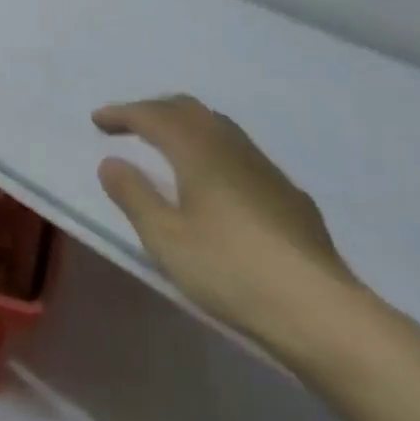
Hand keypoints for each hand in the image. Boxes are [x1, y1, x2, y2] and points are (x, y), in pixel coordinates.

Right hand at [94, 95, 368, 358]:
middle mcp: (232, 147)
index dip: (123, 114)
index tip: (98, 121)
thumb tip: (111, 161)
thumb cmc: (231, 270)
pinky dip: (212, 148)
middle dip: (154, 110)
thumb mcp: (166, 239)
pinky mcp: (288, 194)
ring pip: (218, 126)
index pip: (153, 116)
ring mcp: (265, 168)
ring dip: (185, 125)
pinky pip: (239, 151)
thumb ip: (134, 195)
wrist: (320, 311)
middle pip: (188, 109)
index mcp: (199, 151)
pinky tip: (214, 181)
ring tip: (166, 146)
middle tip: (128, 125)